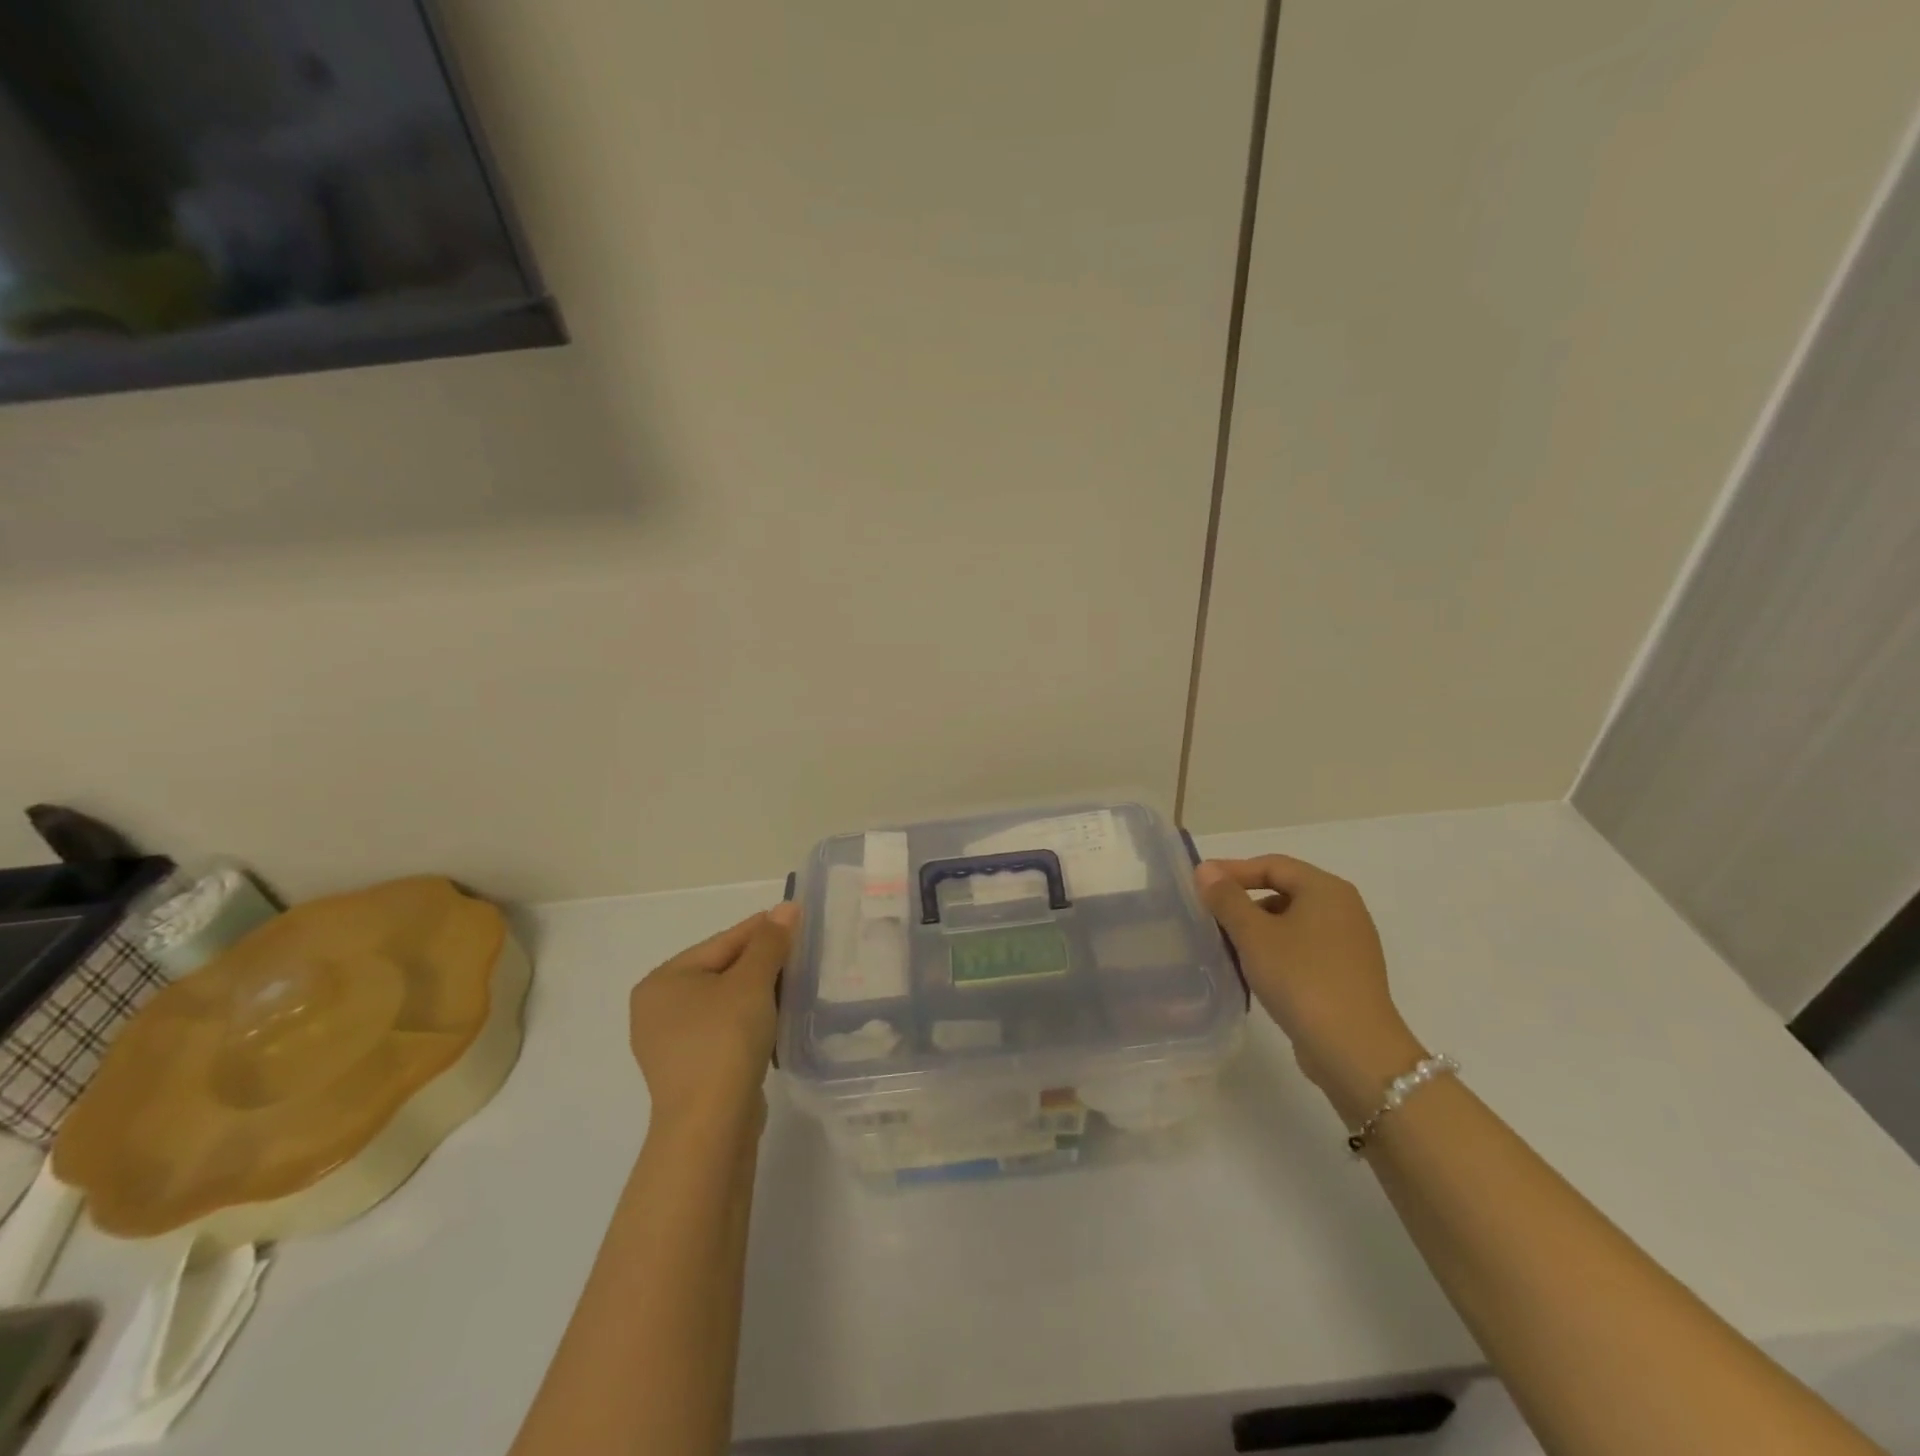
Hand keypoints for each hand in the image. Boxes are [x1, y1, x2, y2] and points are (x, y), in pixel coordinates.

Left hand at [628, 903, 799, 1126]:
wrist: (710, 1126)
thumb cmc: (724, 1041)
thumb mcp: (752, 983)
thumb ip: (770, 942)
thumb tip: (786, 907)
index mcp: (663, 980)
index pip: (722, 942)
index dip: (762, 930)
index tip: (796, 919)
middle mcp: (658, 1008)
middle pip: (722, 971)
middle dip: (763, 963)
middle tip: (802, 953)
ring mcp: (671, 1043)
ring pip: (725, 1003)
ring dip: (760, 993)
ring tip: (796, 985)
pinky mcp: (689, 1071)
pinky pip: (724, 1031)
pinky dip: (750, 1021)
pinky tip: (777, 1021)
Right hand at [1195, 857, 1423, 1123]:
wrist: (1354, 1050)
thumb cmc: (1301, 979)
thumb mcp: (1254, 934)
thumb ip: (1227, 898)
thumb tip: (1206, 869)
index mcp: (1326, 889)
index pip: (1272, 865)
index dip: (1233, 870)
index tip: (1199, 883)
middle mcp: (1344, 909)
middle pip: (1284, 890)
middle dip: (1244, 900)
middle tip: (1209, 913)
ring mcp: (1349, 943)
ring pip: (1293, 921)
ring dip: (1258, 928)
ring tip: (1226, 943)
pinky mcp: (1347, 974)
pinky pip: (1304, 948)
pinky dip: (1276, 950)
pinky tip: (1254, 970)